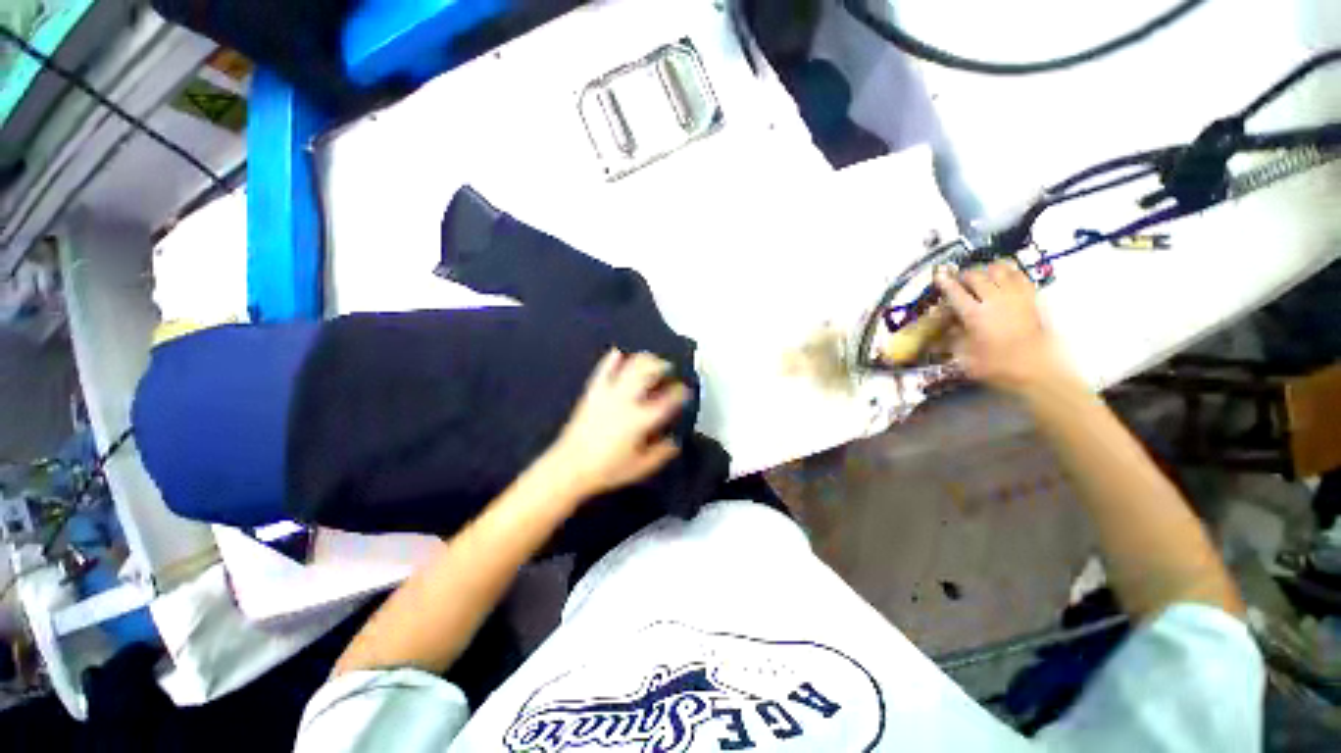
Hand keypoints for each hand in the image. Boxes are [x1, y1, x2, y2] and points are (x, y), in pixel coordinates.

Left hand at [544, 349, 687, 498]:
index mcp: (640, 420)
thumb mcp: (640, 467)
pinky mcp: (593, 393)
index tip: (685, 390)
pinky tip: (618, 353)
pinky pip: (603, 370)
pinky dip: (612, 360)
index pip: (667, 400)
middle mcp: (626, 401)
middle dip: (662, 365)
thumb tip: (675, 441)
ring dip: (643, 359)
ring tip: (650, 360)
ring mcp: (608, 394)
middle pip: (647, 372)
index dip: (680, 392)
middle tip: (669, 368)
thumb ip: (661, 453)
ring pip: (628, 366)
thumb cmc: (607, 469)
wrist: (569, 467)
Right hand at [934, 261, 1077, 394]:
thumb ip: (953, 339)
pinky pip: (1020, 276)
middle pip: (976, 276)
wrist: (1037, 369)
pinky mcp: (1031, 298)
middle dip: (965, 276)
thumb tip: (942, 330)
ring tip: (982, 274)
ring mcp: (1015, 297)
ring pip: (999, 270)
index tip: (938, 275)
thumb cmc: (998, 366)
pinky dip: (1010, 272)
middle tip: (959, 280)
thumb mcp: (966, 357)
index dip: (945, 283)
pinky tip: (1005, 276)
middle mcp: (994, 300)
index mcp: (975, 315)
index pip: (955, 293)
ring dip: (987, 270)